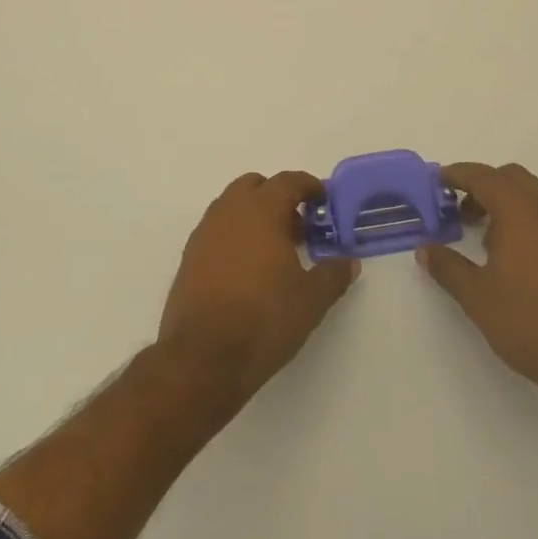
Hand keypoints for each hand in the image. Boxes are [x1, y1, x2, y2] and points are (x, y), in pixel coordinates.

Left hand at [158, 171, 358, 397]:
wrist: (203, 357)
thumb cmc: (264, 319)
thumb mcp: (311, 300)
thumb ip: (332, 275)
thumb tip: (349, 262)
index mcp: (261, 210)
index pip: (288, 181)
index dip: (308, 186)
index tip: (322, 199)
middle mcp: (229, 211)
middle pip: (255, 186)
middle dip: (277, 198)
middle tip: (297, 228)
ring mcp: (205, 233)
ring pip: (232, 207)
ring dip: (253, 216)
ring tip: (273, 251)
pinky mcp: (189, 257)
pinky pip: (217, 231)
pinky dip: (234, 236)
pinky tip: (246, 270)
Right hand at [417, 162, 537, 414]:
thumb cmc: (529, 322)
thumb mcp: (477, 296)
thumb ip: (447, 267)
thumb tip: (424, 249)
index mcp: (521, 212)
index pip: (484, 177)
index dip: (457, 175)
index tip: (436, 181)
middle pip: (509, 177)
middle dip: (481, 185)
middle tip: (457, 209)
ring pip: (529, 193)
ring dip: (502, 201)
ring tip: (480, 234)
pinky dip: (521, 216)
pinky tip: (508, 253)